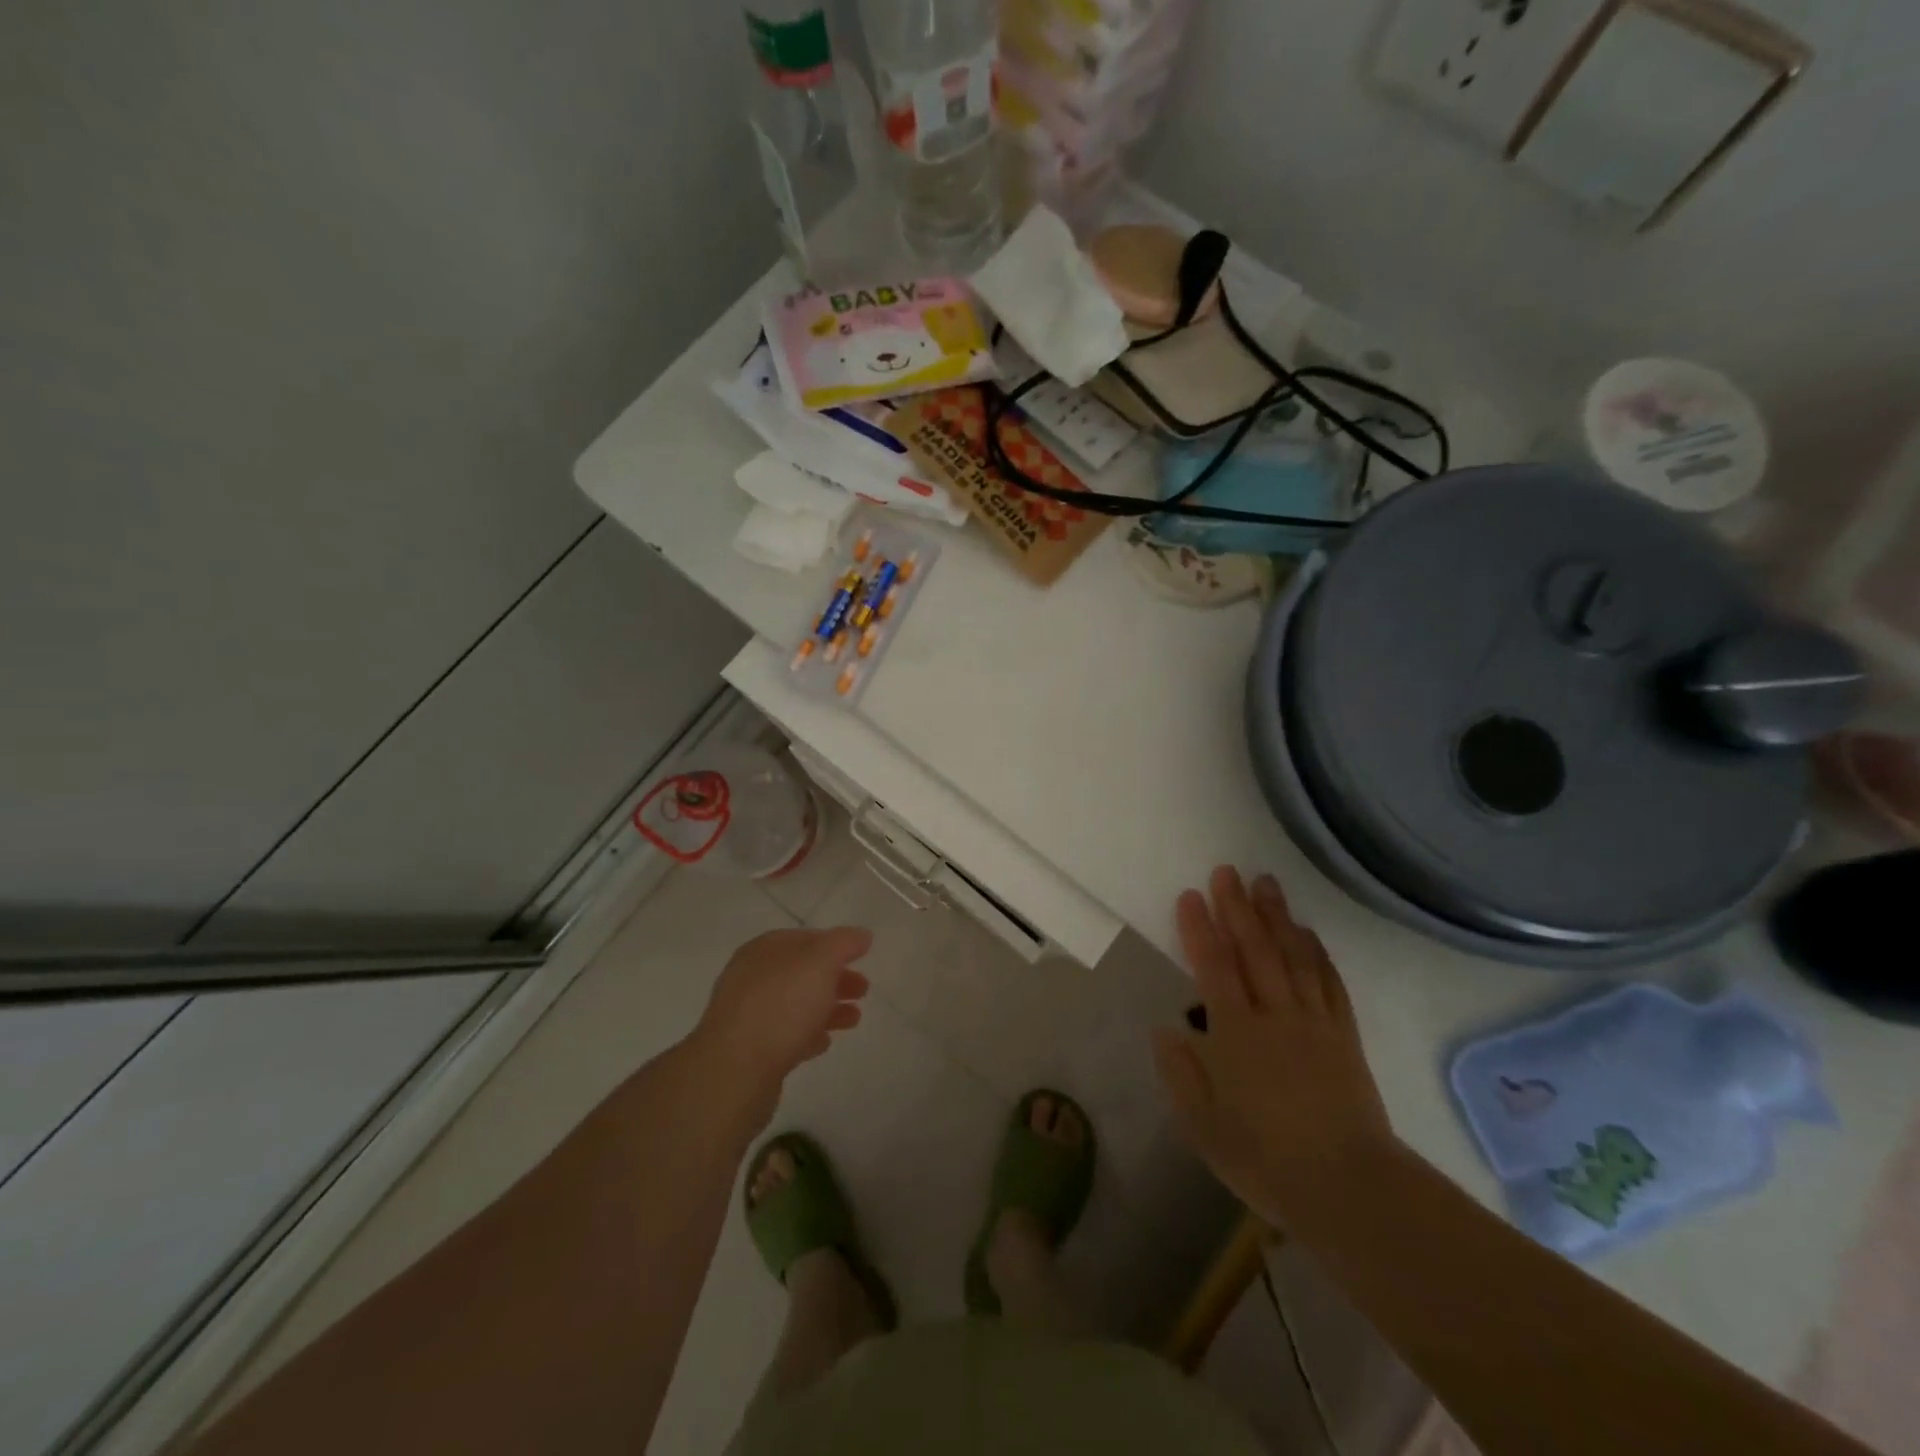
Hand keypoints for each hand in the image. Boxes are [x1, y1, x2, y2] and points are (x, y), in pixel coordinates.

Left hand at [694, 927, 872, 1112]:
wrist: (735, 1072)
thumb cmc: (780, 1006)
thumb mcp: (820, 962)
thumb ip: (843, 944)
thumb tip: (861, 935)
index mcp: (763, 951)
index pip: (803, 939)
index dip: (834, 945)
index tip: (860, 957)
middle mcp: (752, 978)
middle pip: (801, 973)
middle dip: (834, 978)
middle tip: (864, 990)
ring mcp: (748, 1016)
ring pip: (795, 1005)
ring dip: (826, 1008)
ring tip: (854, 1019)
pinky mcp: (750, 1052)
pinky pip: (785, 1037)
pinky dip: (807, 1035)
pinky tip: (824, 1042)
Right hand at [1152, 867, 1393, 1223]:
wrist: (1352, 1189)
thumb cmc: (1267, 1161)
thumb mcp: (1204, 1128)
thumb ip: (1181, 1075)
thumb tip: (1164, 1030)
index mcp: (1237, 1035)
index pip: (1214, 968)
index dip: (1200, 929)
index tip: (1191, 895)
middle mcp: (1275, 1016)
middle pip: (1255, 951)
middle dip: (1237, 908)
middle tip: (1226, 871)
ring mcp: (1315, 1023)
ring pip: (1293, 957)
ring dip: (1277, 917)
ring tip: (1265, 883)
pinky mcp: (1345, 1037)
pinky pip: (1329, 984)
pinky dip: (1318, 954)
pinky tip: (1308, 933)